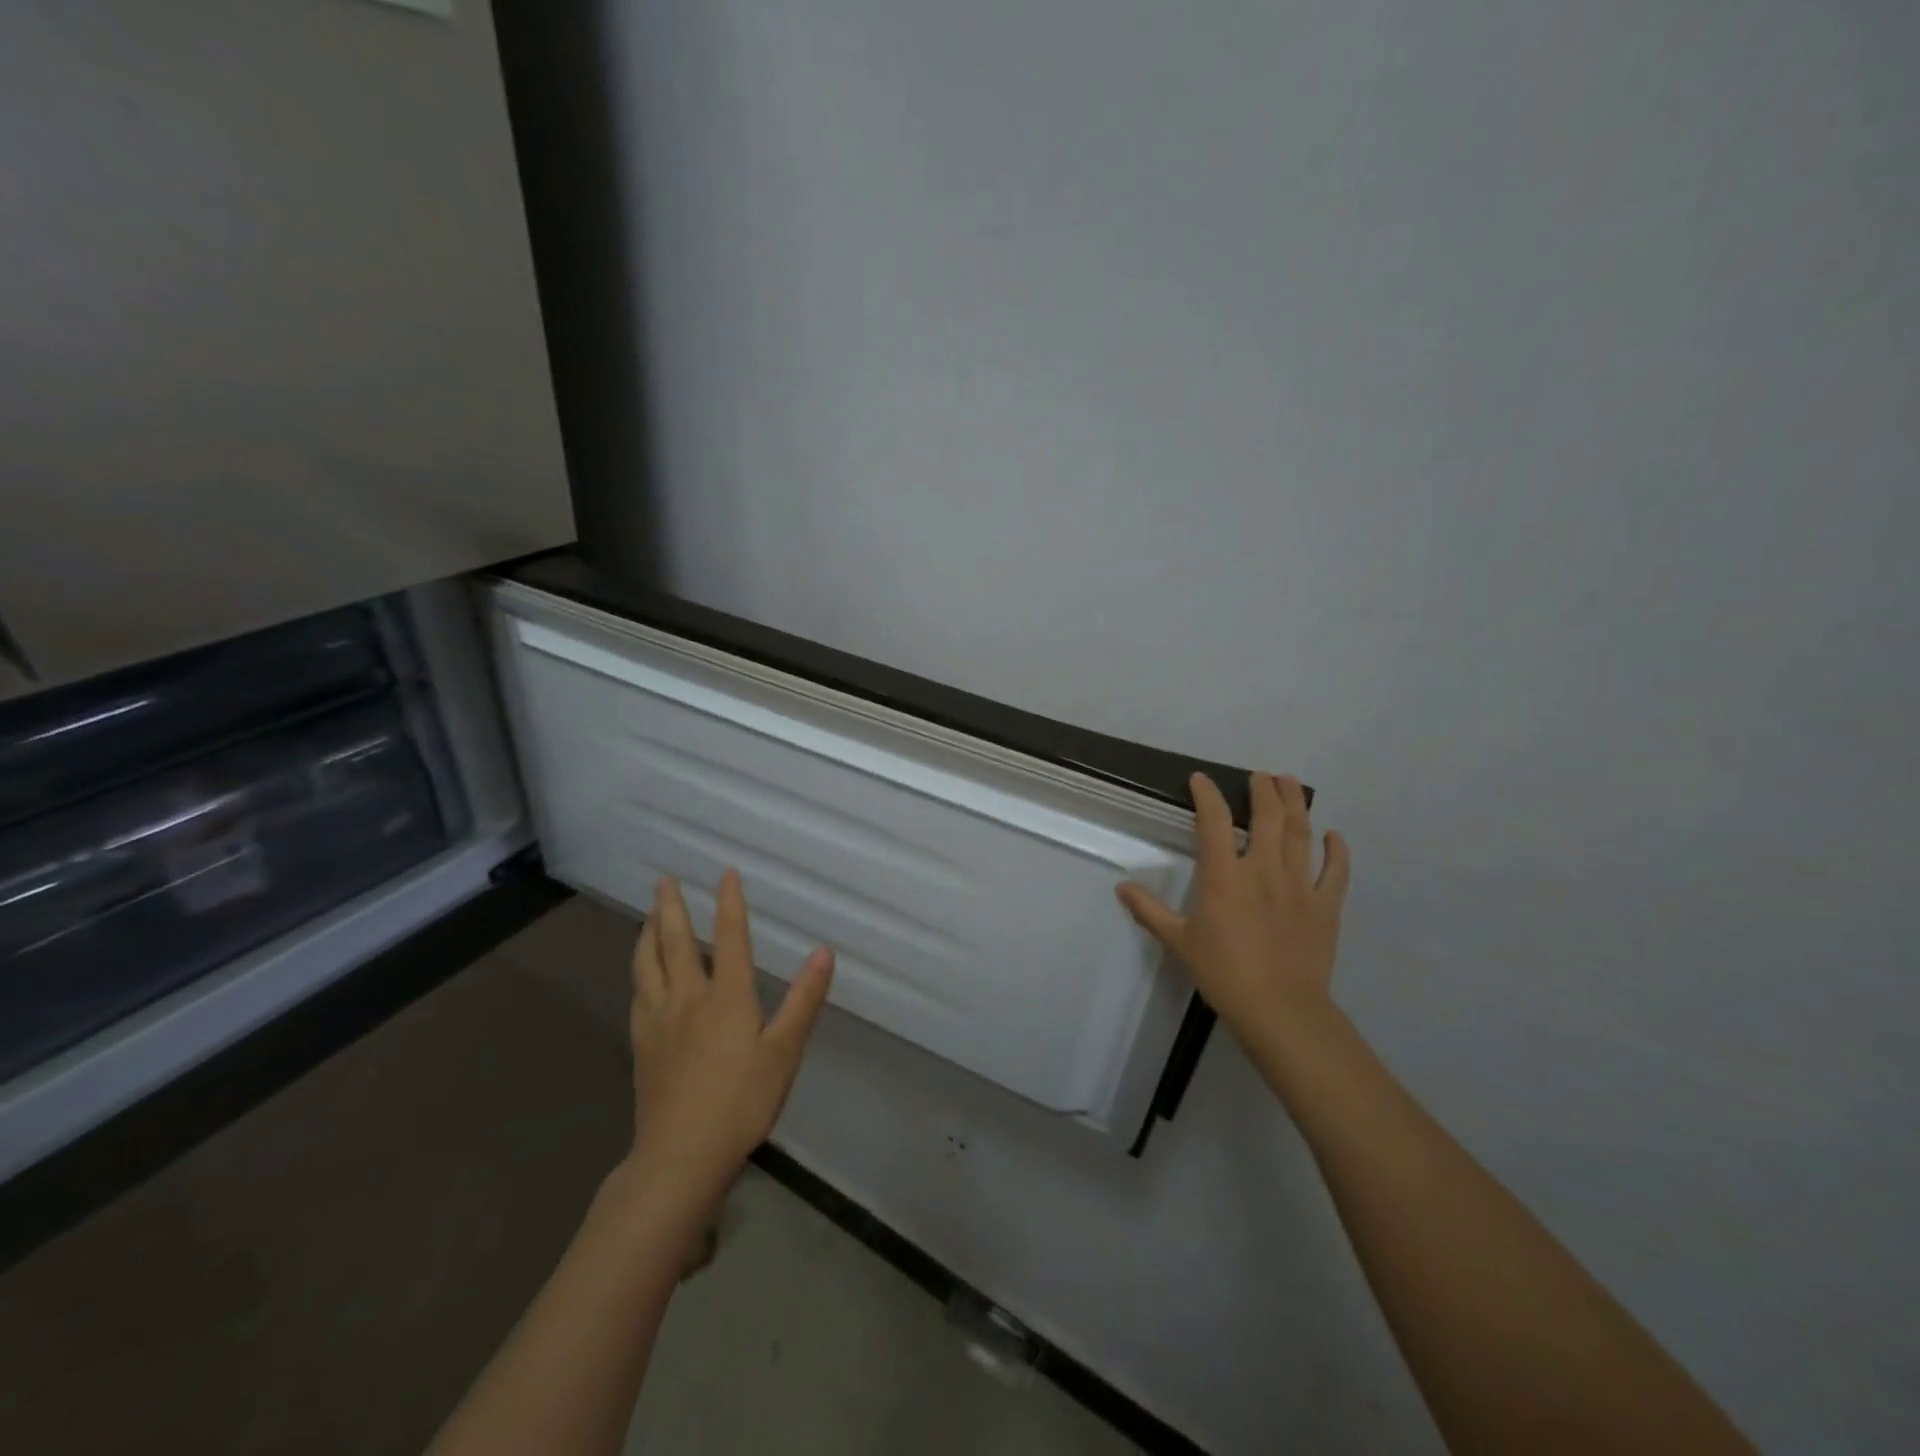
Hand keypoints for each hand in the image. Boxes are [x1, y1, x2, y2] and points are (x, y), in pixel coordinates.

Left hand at [623, 871, 833, 1217]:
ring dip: (647, 934)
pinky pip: (637, 995)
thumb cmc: (741, 1103)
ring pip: (646, 965)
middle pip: (674, 942)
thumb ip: (804, 999)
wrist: (679, 1157)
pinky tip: (640, 976)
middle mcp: (687, 998)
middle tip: (664, 880)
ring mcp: (659, 1022)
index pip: (729, 937)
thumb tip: (823, 952)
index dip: (729, 902)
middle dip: (671, 907)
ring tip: (647, 915)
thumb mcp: (784, 1052)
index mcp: (726, 996)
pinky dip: (638, 972)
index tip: (725, 873)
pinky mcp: (642, 1046)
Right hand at [1118, 772, 1349, 1061]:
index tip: (1201, 779)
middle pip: (1267, 817)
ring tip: (1290, 783)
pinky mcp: (1325, 906)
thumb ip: (1149, 911)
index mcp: (1224, 875)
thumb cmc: (1223, 973)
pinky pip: (1334, 871)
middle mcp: (1263, 869)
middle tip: (1260, 776)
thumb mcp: (1178, 941)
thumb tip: (1122, 887)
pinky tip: (1334, 835)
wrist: (1279, 1009)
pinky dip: (1336, 850)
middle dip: (1263, 790)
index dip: (1207, 795)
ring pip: (1300, 833)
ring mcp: (1299, 885)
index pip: (1214, 821)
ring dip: (1296, 804)